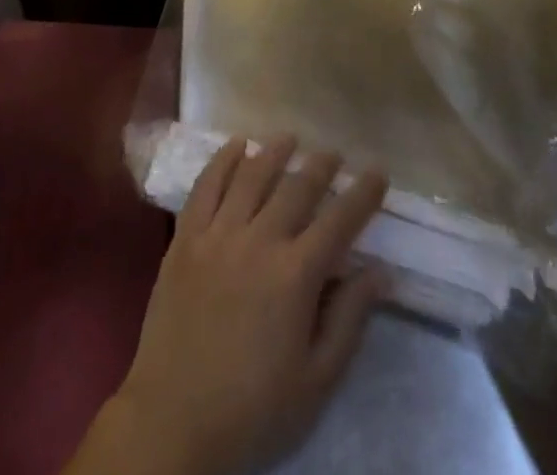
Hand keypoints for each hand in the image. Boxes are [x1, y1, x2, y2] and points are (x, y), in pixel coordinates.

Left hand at [75, 137, 387, 474]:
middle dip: (320, 166)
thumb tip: (380, 271)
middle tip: (334, 152)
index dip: (362, 194)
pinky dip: (222, 160)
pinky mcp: (185, 236)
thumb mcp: (316, 381)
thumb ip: (349, 319)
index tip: (377, 171)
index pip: (338, 222)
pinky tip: (235, 146)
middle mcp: (258, 241)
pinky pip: (206, 185)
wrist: (175, 418)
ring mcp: (217, 233)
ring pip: (250, 176)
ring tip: (290, 137)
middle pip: (295, 188)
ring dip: (274, 152)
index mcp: (295, 276)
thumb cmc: (254, 408)